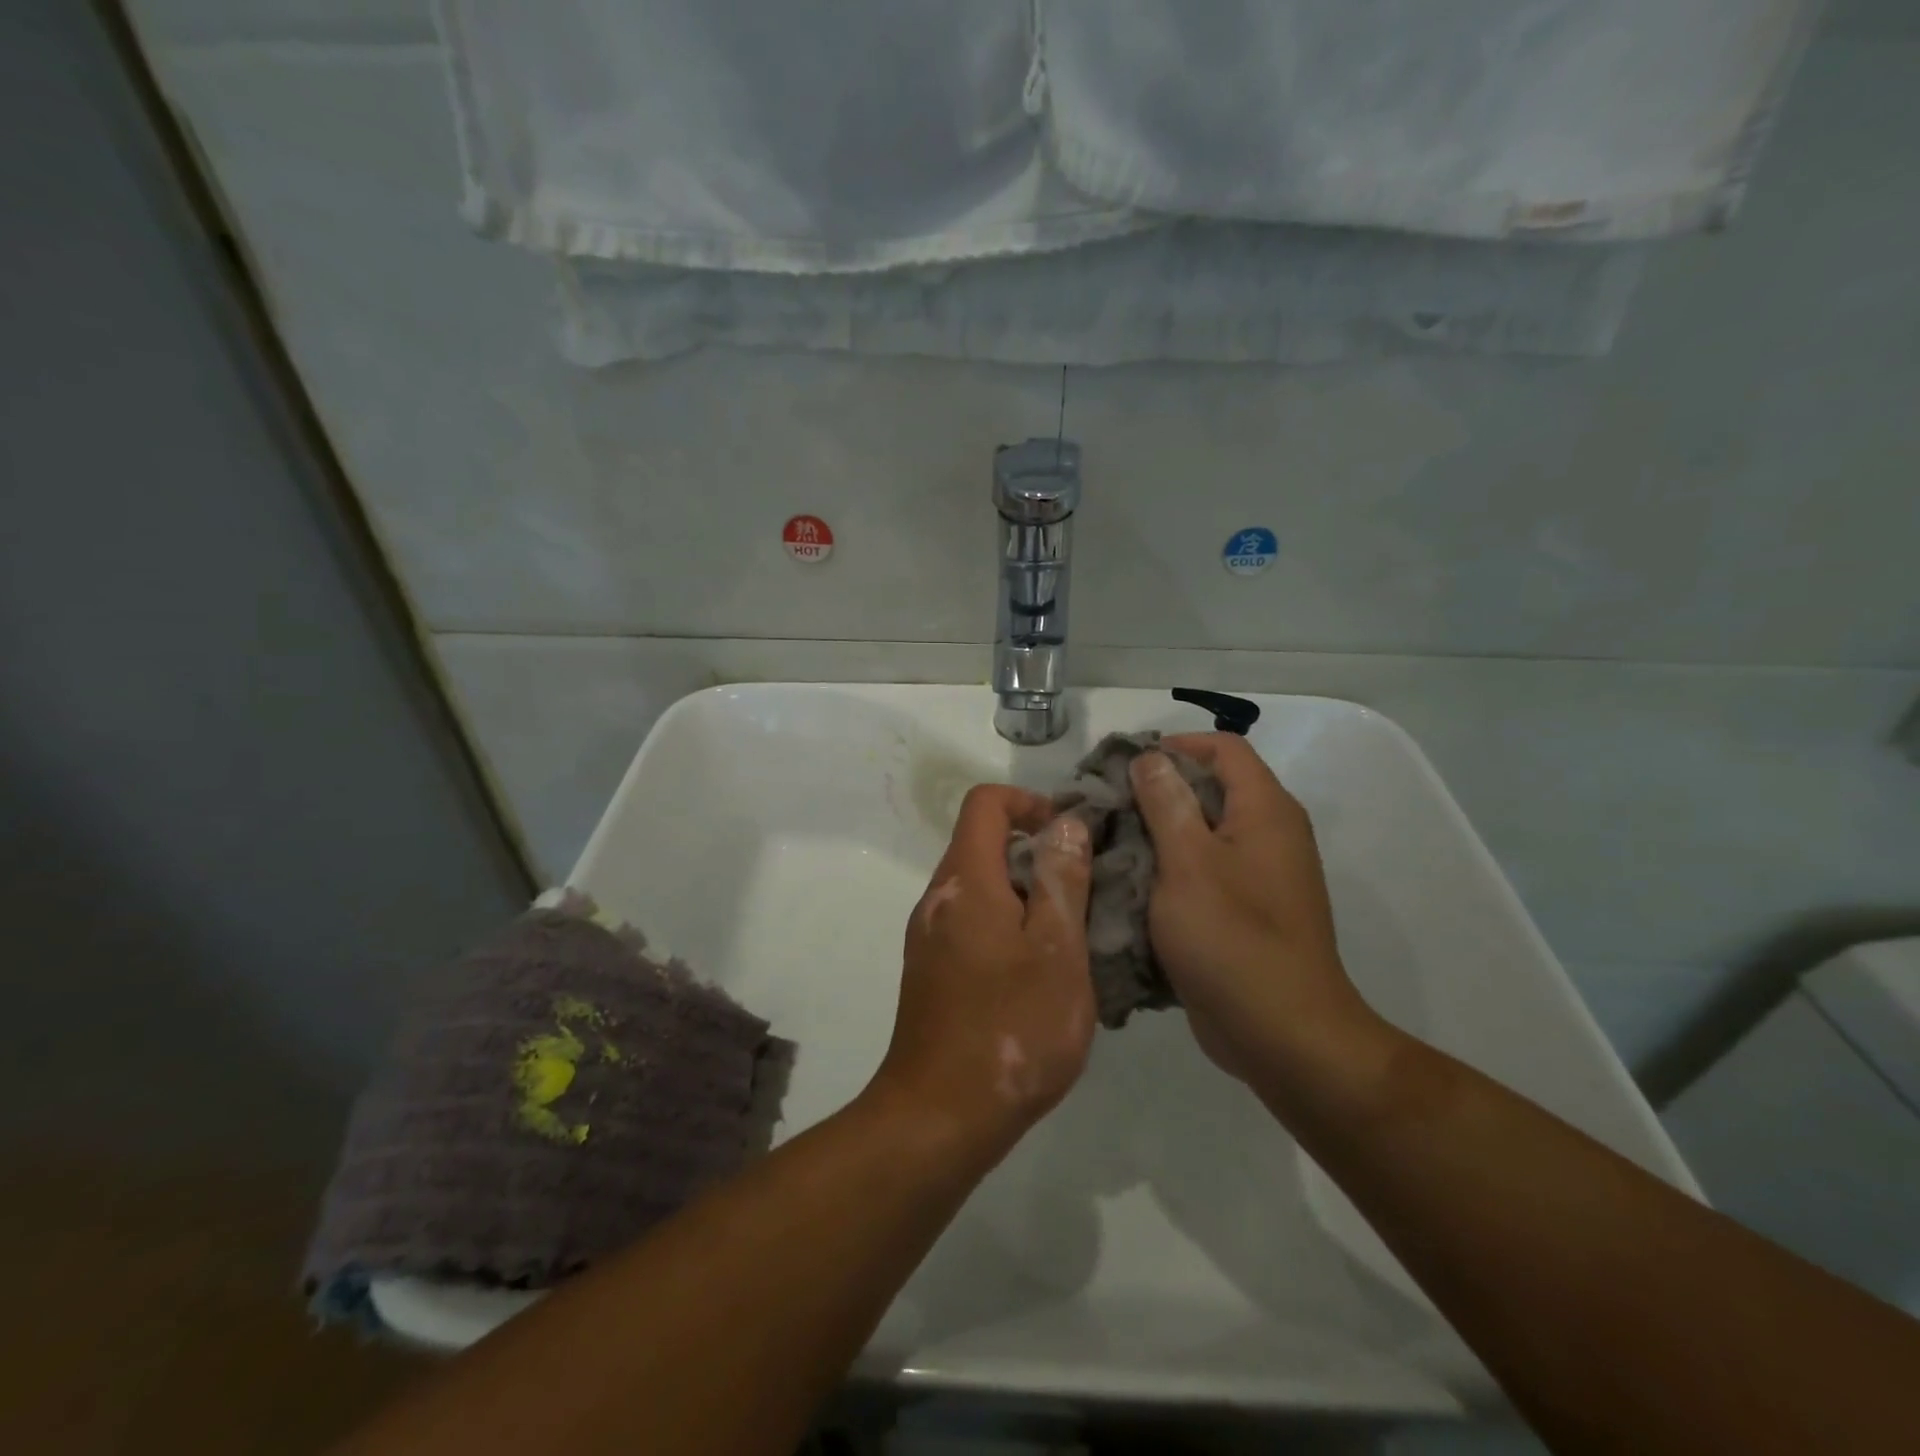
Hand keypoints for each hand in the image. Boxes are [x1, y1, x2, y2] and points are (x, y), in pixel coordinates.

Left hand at [869, 785, 1095, 1154]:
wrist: (940, 1116)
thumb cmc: (1010, 1027)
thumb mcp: (1057, 950)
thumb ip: (1061, 880)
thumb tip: (1064, 823)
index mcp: (965, 880)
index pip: (986, 803)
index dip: (1029, 803)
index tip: (1070, 835)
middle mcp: (938, 899)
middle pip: (983, 844)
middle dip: (1036, 853)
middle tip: (1084, 890)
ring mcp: (929, 937)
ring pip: (981, 888)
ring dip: (1025, 894)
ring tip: (1070, 934)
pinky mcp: (931, 972)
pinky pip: (971, 924)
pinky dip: (1007, 926)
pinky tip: (1040, 973)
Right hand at [1129, 734, 1373, 1081]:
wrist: (1282, 1033)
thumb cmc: (1232, 938)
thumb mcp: (1188, 862)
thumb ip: (1167, 803)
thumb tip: (1151, 757)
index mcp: (1265, 810)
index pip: (1224, 747)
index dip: (1175, 745)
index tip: (1125, 765)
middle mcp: (1270, 833)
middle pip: (1212, 787)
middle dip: (1157, 790)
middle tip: (1107, 805)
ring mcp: (1260, 875)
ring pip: (1204, 832)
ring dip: (1159, 832)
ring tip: (1110, 842)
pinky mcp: (1246, 910)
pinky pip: (1205, 871)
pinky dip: (1170, 869)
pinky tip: (1132, 884)